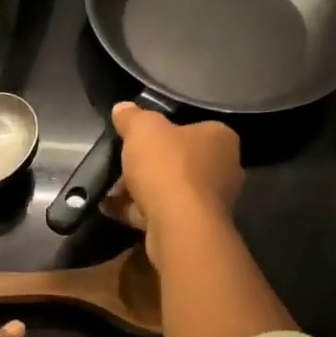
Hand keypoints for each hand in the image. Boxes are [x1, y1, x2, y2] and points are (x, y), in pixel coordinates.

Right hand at [102, 103, 243, 252]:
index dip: (164, 133)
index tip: (138, 141)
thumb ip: (132, 117)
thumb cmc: (168, 167)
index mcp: (220, 139)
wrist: (180, 226)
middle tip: (121, 167)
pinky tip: (114, 210)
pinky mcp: (197, 228)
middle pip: (179, 162)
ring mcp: (213, 202)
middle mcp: (224, 169)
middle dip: (147, 166)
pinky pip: (164, 213)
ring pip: (170, 190)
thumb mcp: (142, 130)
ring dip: (140, 191)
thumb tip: (122, 108)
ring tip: (111, 193)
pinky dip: (140, 212)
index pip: (193, 128)